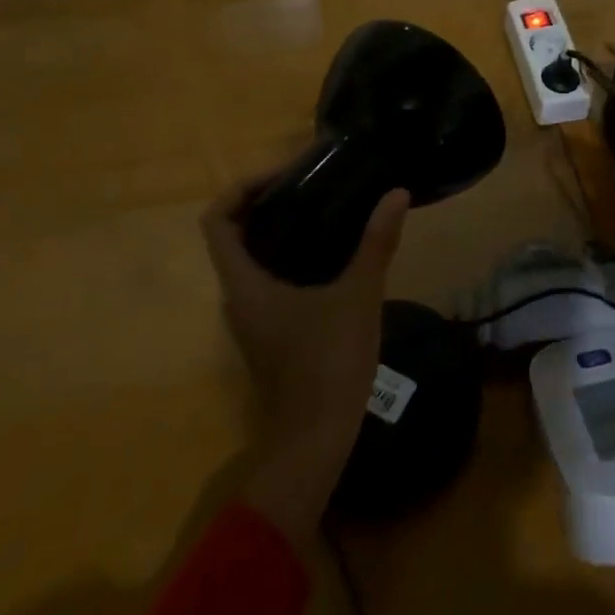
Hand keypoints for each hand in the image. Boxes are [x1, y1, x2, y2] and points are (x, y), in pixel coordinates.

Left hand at [201, 178, 408, 547]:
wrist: (316, 440)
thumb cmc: (327, 364)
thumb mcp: (358, 296)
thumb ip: (376, 242)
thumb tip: (397, 192)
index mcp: (245, 285)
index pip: (218, 222)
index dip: (242, 189)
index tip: (284, 174)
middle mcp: (239, 297)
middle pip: (234, 235)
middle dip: (265, 202)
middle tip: (310, 183)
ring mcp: (253, 318)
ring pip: (252, 258)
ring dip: (278, 229)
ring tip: (323, 207)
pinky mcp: (271, 331)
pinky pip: (269, 278)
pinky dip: (290, 254)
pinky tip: (331, 251)